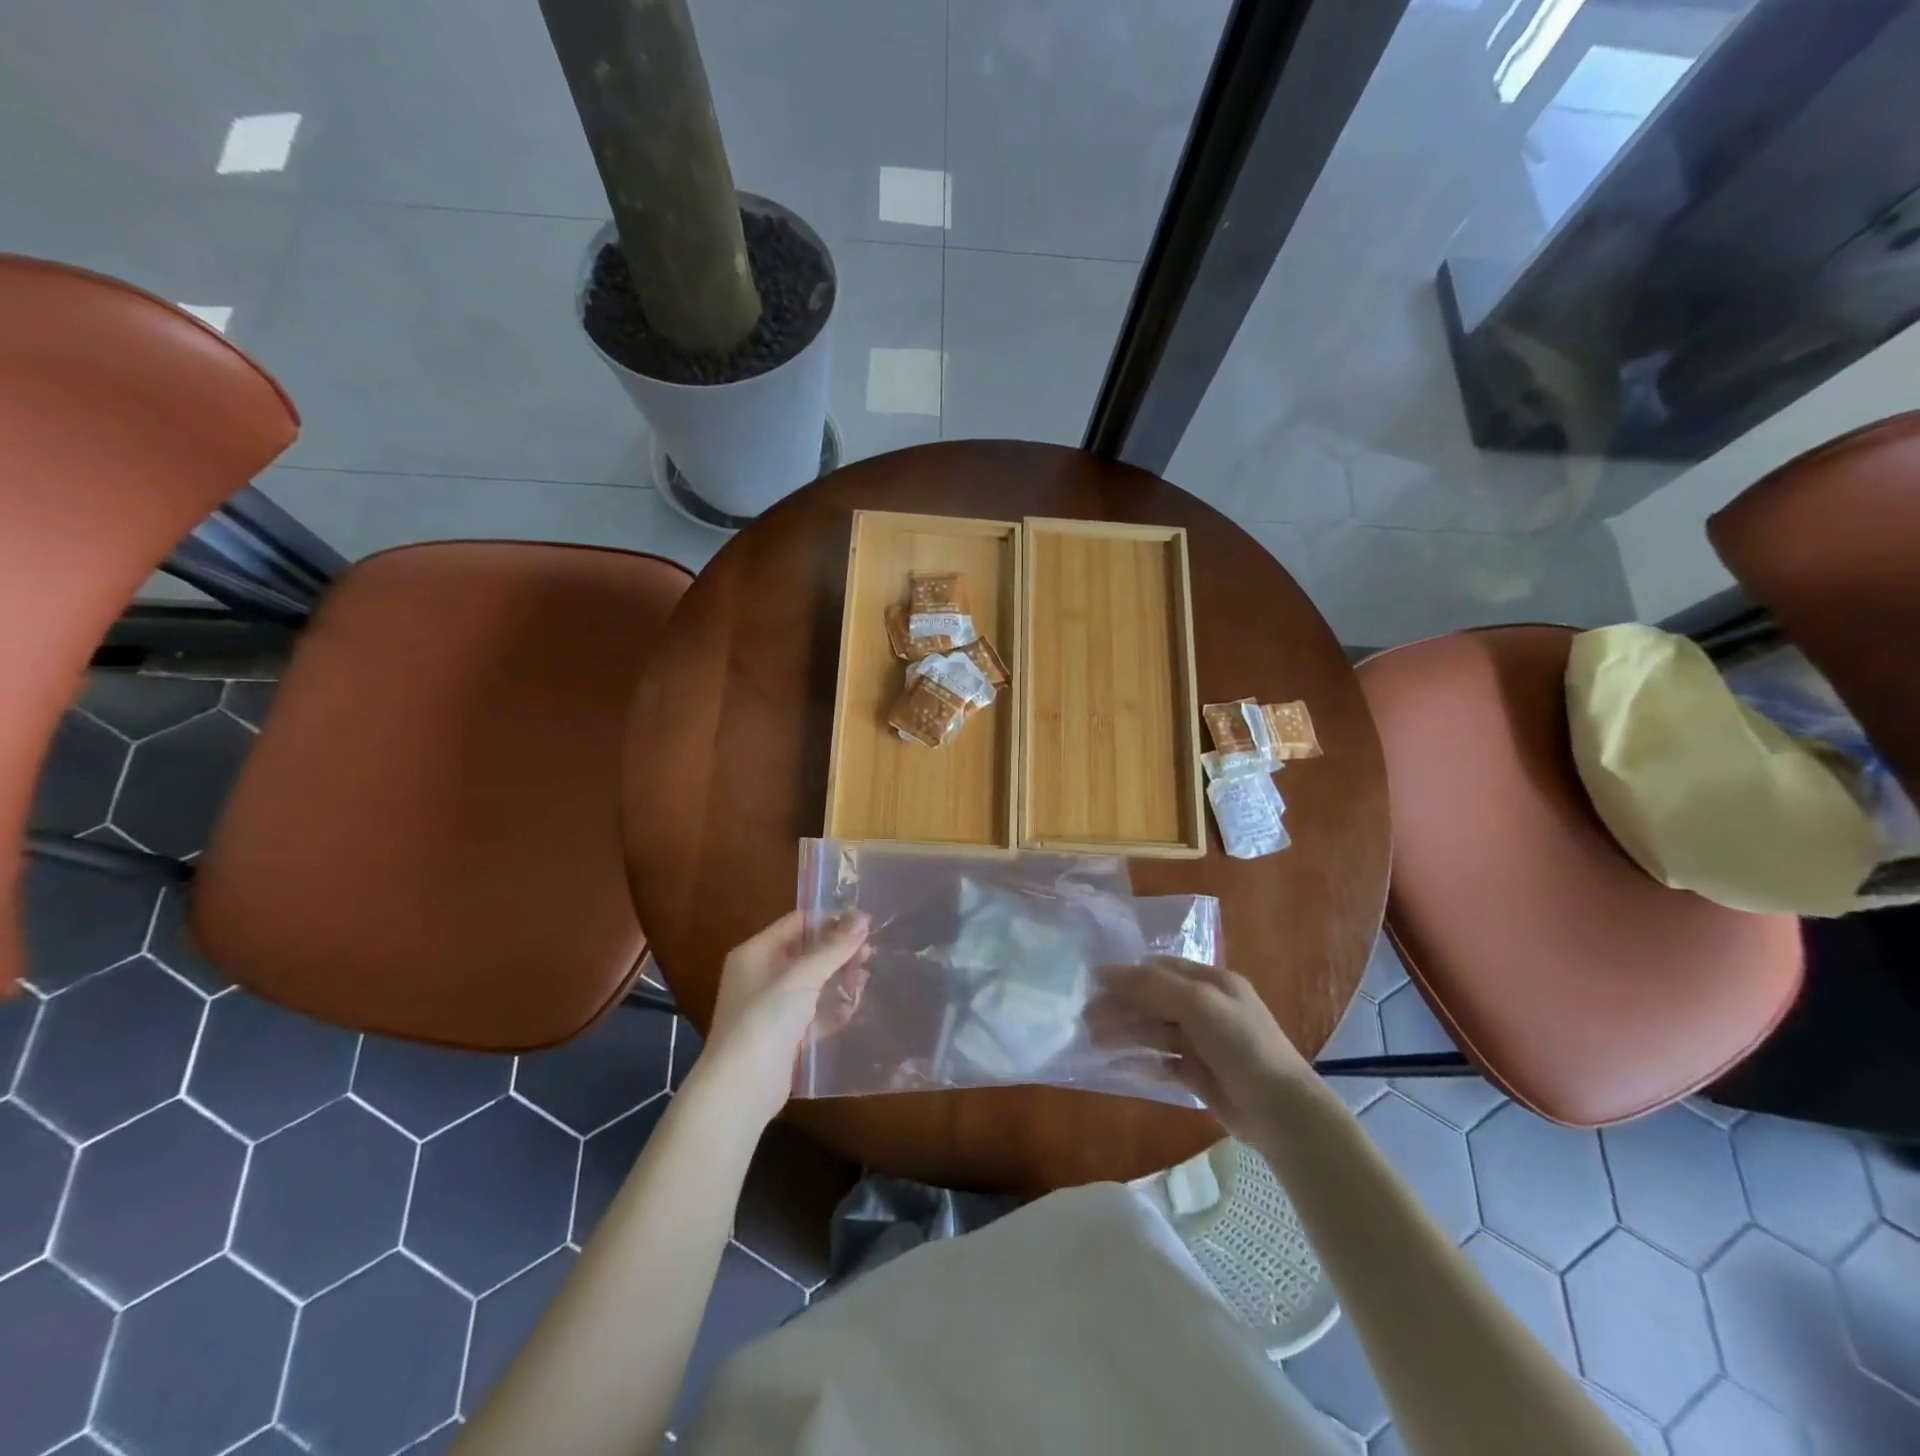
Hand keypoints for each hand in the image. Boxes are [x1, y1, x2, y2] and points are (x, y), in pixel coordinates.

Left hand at [693, 910, 871, 1129]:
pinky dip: (833, 1007)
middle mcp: (762, 975)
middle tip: (872, 953)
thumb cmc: (764, 1021)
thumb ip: (833, 948)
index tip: (865, 924)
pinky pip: (814, 1012)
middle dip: (838, 951)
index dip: (830, 920)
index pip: (798, 923)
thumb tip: (863, 918)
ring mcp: (773, 1007)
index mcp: (756, 953)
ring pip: (813, 983)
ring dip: (839, 978)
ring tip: (867, 978)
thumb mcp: (801, 978)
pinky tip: (857, 1005)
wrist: (740, 1090)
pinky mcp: (785, 1036)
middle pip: (807, 952)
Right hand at [1104, 957, 1314, 1136]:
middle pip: (1154, 1001)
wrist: (1282, 1111)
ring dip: (1126, 1034)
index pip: (1161, 970)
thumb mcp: (1197, 1003)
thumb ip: (1152, 985)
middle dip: (1121, 1008)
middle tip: (1086, 1020)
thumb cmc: (1241, 1045)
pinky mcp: (1201, 1074)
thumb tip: (1105, 970)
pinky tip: (1122, 1066)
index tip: (1094, 985)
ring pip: (1155, 1031)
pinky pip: (1164, 1062)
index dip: (1127, 976)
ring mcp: (1204, 1042)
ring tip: (1094, 1042)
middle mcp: (1207, 1008)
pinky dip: (1143, 1061)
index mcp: (1211, 982)